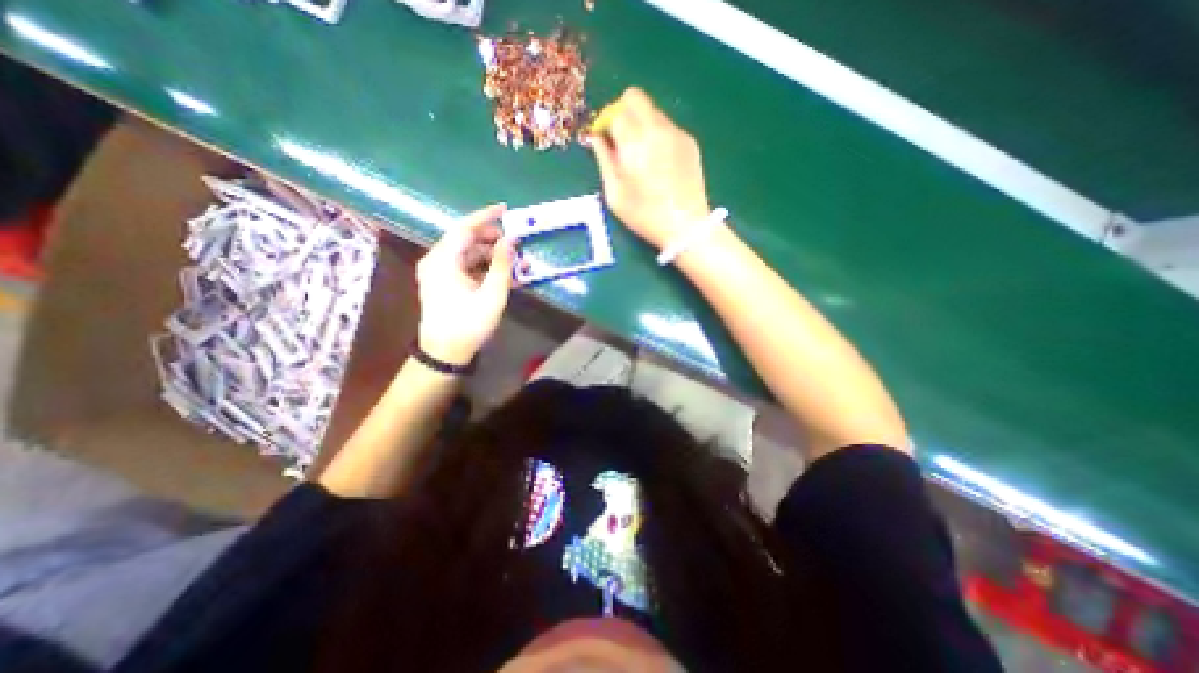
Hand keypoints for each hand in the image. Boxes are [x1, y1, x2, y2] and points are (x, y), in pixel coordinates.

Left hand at [418, 201, 514, 365]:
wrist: (445, 353)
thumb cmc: (468, 324)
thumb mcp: (492, 294)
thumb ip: (502, 264)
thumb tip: (512, 239)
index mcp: (443, 260)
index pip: (464, 228)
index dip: (485, 217)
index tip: (506, 210)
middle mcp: (438, 261)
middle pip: (467, 240)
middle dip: (493, 239)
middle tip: (516, 242)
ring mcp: (441, 273)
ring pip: (469, 254)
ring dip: (493, 256)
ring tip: (517, 261)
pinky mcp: (446, 284)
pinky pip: (468, 268)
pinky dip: (486, 268)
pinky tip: (505, 274)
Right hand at [588, 87, 710, 246]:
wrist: (686, 226)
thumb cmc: (645, 216)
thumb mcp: (615, 194)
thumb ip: (604, 161)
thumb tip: (596, 139)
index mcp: (634, 143)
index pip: (614, 113)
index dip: (605, 124)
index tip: (604, 139)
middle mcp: (656, 129)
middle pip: (635, 98)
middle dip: (622, 112)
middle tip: (620, 138)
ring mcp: (676, 133)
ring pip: (652, 111)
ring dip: (641, 124)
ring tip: (641, 155)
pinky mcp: (690, 142)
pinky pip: (668, 127)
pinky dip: (658, 135)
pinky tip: (660, 162)